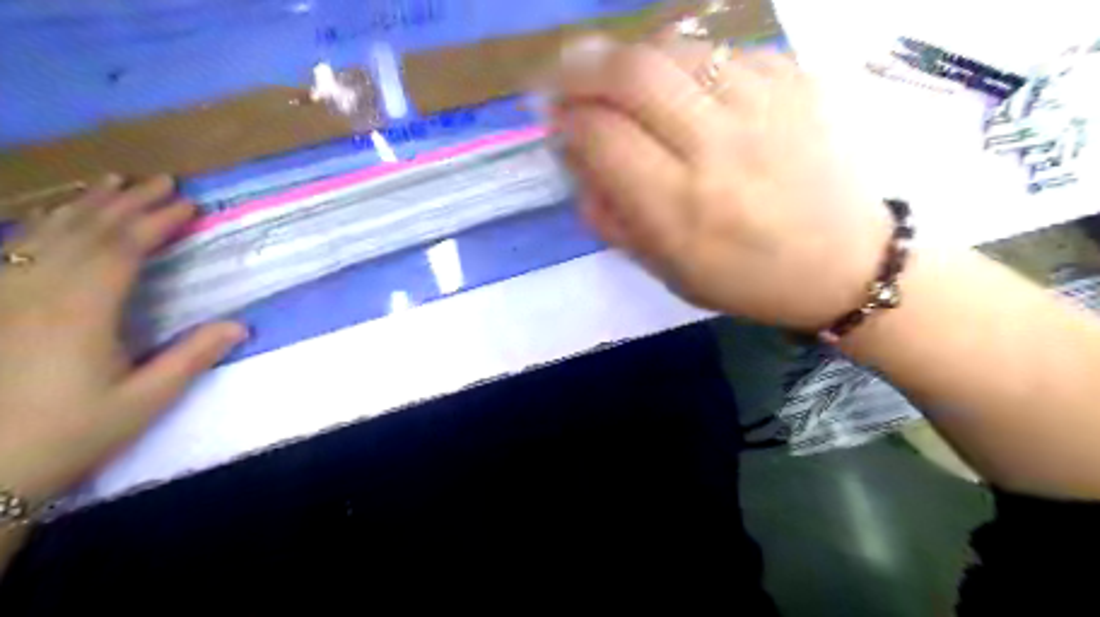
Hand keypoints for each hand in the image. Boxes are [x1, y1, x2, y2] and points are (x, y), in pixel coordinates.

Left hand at [1, 177, 240, 503]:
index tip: (190, 205)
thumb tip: (241, 326)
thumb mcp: (146, 400)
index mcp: (79, 314)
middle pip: (85, 232)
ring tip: (114, 182)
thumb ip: (192, 357)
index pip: (122, 250)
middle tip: (162, 180)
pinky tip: (57, 218)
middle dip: (127, 203)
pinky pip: (16, 252)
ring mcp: (6, 298)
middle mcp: (38, 294)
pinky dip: (43, 226)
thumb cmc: (73, 433)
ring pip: (46, 234)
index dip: (157, 222)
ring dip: (86, 205)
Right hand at [551, 36, 892, 330]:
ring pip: (673, 48)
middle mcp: (718, 149)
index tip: (555, 120)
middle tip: (567, 76)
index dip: (567, 120)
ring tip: (618, 79)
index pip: (601, 137)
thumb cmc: (746, 279)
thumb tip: (576, 157)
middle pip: (631, 73)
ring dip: (629, 58)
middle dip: (583, 68)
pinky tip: (684, 87)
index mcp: (680, 209)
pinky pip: (720, 50)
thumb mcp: (665, 270)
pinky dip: (685, 63)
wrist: (848, 264)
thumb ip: (611, 216)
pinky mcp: (796, 80)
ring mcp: (763, 106)